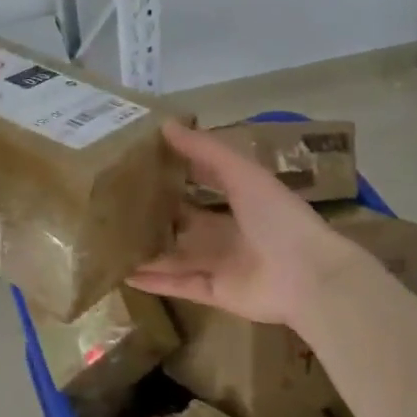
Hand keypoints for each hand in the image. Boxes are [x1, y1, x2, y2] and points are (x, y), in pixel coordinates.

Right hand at [129, 120, 370, 328]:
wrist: (309, 277)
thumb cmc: (278, 217)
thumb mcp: (242, 173)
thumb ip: (205, 151)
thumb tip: (165, 124)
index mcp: (239, 201)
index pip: (199, 183)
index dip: (172, 173)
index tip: (137, 163)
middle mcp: (227, 232)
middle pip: (183, 222)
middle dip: (154, 214)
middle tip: (112, 203)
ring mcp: (220, 264)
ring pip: (174, 255)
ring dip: (146, 249)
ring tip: (108, 240)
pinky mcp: (214, 292)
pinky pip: (177, 284)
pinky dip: (153, 280)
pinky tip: (122, 273)